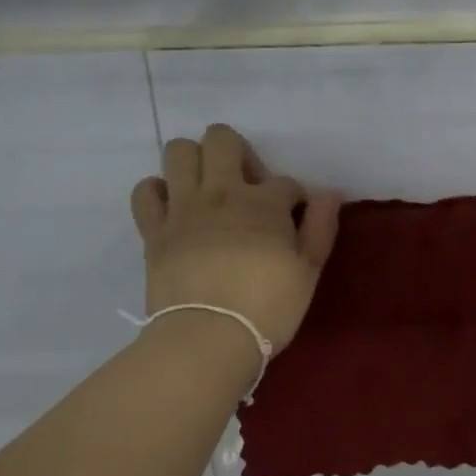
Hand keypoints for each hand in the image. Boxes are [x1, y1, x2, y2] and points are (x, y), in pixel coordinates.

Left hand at [131, 124, 341, 349]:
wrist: (209, 336)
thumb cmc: (268, 307)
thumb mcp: (309, 272)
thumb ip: (320, 228)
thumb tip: (330, 193)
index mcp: (265, 202)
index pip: (286, 182)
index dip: (294, 198)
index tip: (295, 221)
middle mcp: (221, 192)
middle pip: (222, 139)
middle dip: (238, 154)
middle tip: (246, 188)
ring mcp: (183, 207)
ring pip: (178, 151)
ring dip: (194, 161)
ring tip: (206, 189)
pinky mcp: (154, 229)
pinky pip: (145, 191)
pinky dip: (157, 192)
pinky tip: (172, 208)